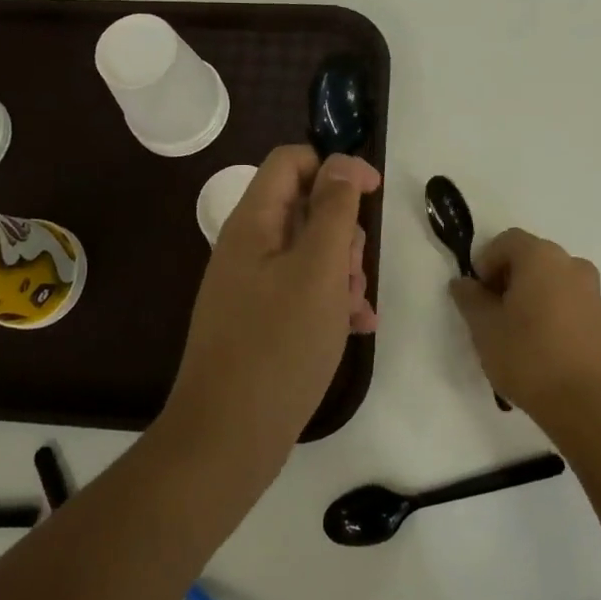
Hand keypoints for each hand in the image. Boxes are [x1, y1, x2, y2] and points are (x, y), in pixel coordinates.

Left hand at [165, 146, 380, 469]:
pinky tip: (357, 326)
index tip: (373, 193)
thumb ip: (334, 210)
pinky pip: (302, 291)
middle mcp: (247, 246)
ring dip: (342, 269)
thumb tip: (342, 162)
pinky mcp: (259, 320)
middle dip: (343, 230)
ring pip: (309, 252)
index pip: (291, 161)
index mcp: (253, 223)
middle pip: (304, 206)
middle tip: (356, 268)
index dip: (334, 166)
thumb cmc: (279, 345)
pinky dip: (331, 300)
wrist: (227, 438)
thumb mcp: (318, 270)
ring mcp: (251, 285)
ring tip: (356, 305)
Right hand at [449, 228, 600, 422]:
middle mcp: (572, 264)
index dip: (486, 262)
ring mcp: (593, 291)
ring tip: (518, 331)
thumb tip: (463, 283)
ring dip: (533, 294)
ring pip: (553, 280)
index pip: (507, 241)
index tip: (477, 294)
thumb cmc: (527, 356)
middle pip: (532, 258)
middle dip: (508, 278)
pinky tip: (543, 345)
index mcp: (541, 257)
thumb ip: (470, 298)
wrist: (585, 404)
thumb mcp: (484, 327)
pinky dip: (554, 311)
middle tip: (493, 312)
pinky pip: (571, 302)